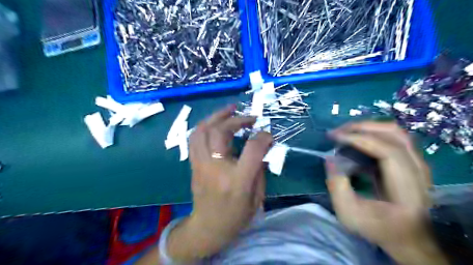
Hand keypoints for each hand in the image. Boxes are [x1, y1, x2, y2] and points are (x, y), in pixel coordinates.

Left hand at [166, 106, 271, 262]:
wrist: (207, 227)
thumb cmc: (236, 216)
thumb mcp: (257, 197)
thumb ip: (260, 169)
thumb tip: (263, 147)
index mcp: (237, 181)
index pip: (252, 149)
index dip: (263, 137)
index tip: (268, 134)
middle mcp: (216, 168)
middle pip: (221, 133)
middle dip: (237, 120)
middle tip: (250, 118)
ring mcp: (200, 165)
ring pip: (202, 131)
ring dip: (217, 116)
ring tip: (230, 109)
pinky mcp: (193, 164)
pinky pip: (194, 138)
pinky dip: (205, 125)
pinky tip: (216, 121)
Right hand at [328, 122, 447, 264]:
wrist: (405, 236)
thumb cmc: (377, 227)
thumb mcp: (349, 214)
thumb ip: (337, 186)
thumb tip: (329, 158)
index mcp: (408, 188)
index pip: (388, 151)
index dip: (359, 139)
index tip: (335, 137)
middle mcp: (419, 171)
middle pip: (394, 134)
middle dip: (361, 128)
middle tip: (337, 132)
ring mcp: (418, 164)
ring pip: (395, 132)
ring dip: (367, 128)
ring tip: (345, 134)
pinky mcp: (410, 161)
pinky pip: (393, 138)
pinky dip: (372, 134)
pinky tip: (355, 142)